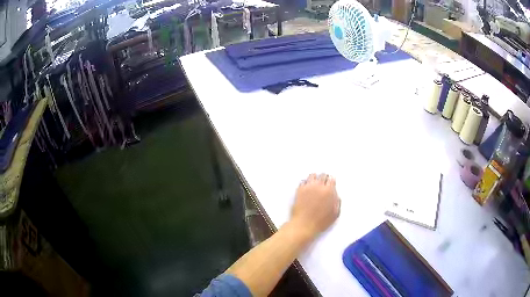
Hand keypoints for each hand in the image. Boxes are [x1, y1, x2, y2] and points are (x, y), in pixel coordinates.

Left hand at [290, 173, 340, 238]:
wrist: (304, 225)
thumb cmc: (320, 222)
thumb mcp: (335, 214)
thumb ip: (337, 202)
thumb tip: (336, 195)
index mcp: (329, 191)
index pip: (331, 179)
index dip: (331, 181)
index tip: (330, 182)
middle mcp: (319, 186)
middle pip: (322, 175)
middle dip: (323, 178)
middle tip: (323, 181)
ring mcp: (308, 187)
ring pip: (312, 176)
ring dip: (314, 178)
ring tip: (314, 182)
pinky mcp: (299, 190)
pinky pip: (303, 181)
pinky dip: (305, 183)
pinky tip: (306, 186)